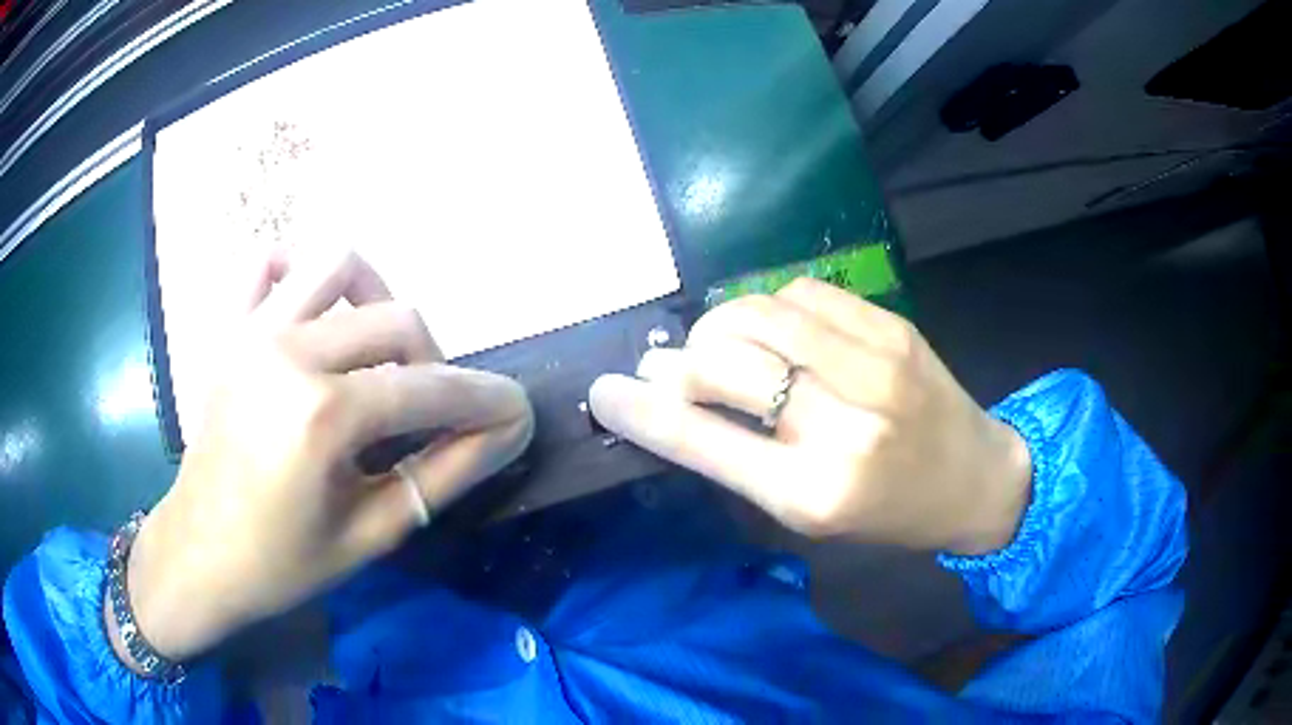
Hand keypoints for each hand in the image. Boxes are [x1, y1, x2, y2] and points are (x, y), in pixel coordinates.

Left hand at [111, 248, 532, 665]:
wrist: (198, 556)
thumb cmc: (282, 563)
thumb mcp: (372, 532)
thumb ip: (444, 474)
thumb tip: (506, 431)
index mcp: (322, 413)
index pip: (430, 389)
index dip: (487, 401)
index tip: (519, 412)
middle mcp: (290, 350)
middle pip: (398, 317)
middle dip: (434, 363)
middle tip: (427, 414)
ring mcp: (254, 329)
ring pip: (341, 264)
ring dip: (378, 300)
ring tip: (375, 354)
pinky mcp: (231, 328)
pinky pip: (271, 265)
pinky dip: (303, 277)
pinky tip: (314, 320)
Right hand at [590, 278, 1029, 555]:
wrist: (974, 478)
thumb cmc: (887, 511)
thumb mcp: (808, 512)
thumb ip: (740, 459)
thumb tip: (672, 401)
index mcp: (813, 493)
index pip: (703, 441)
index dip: (642, 411)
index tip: (604, 390)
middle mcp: (843, 427)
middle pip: (723, 364)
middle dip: (680, 363)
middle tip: (673, 369)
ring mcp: (873, 366)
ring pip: (758, 313)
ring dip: (721, 325)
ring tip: (723, 344)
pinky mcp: (892, 327)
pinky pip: (802, 292)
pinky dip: (773, 307)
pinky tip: (781, 330)